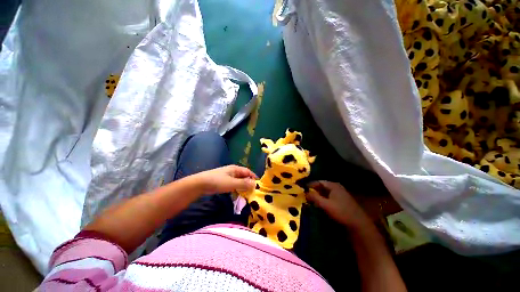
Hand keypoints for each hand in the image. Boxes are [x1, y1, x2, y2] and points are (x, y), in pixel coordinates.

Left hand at [190, 165, 256, 194]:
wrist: (200, 184)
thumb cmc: (217, 182)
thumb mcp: (232, 183)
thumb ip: (244, 184)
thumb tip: (255, 184)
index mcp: (236, 169)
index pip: (248, 172)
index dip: (254, 178)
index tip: (258, 186)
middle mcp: (233, 171)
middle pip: (244, 176)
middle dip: (249, 183)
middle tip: (253, 192)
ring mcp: (228, 176)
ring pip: (239, 181)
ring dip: (243, 187)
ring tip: (247, 195)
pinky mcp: (224, 182)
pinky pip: (233, 185)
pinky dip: (237, 189)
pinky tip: (237, 195)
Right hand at [307, 181, 370, 229]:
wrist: (358, 223)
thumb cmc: (341, 212)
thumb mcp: (326, 205)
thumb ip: (315, 197)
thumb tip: (305, 192)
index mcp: (333, 185)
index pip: (318, 182)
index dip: (310, 185)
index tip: (303, 189)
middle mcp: (336, 187)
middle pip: (321, 186)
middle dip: (313, 190)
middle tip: (305, 195)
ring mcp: (339, 193)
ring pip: (325, 192)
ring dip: (318, 195)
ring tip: (310, 200)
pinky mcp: (341, 200)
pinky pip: (329, 196)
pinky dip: (323, 199)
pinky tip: (319, 204)